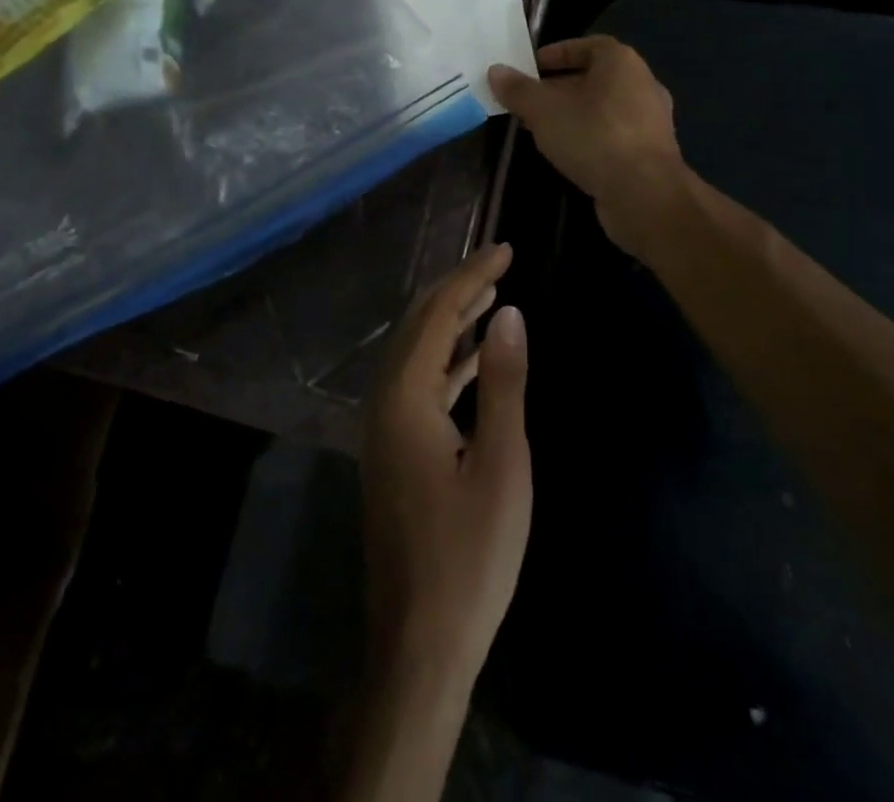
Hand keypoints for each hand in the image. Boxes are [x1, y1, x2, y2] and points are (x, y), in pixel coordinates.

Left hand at [361, 243, 530, 691]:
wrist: (420, 643)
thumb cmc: (469, 556)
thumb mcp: (501, 465)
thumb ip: (503, 383)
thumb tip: (509, 313)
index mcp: (405, 397)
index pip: (438, 313)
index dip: (473, 276)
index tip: (507, 249)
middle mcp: (384, 401)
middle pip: (419, 324)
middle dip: (458, 288)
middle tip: (499, 262)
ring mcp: (385, 427)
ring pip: (417, 352)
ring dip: (452, 320)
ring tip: (490, 296)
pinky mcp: (394, 450)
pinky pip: (420, 383)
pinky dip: (448, 360)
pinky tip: (475, 357)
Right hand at [489, 37, 689, 254]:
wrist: (644, 193)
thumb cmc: (593, 136)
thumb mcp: (544, 110)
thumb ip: (518, 89)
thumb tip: (495, 71)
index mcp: (622, 62)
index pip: (588, 45)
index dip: (558, 53)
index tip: (532, 67)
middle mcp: (642, 84)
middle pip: (595, 78)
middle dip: (560, 87)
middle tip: (529, 100)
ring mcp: (651, 120)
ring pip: (604, 108)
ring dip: (574, 114)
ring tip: (542, 127)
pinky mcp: (651, 152)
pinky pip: (614, 134)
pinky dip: (590, 136)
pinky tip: (568, 152)